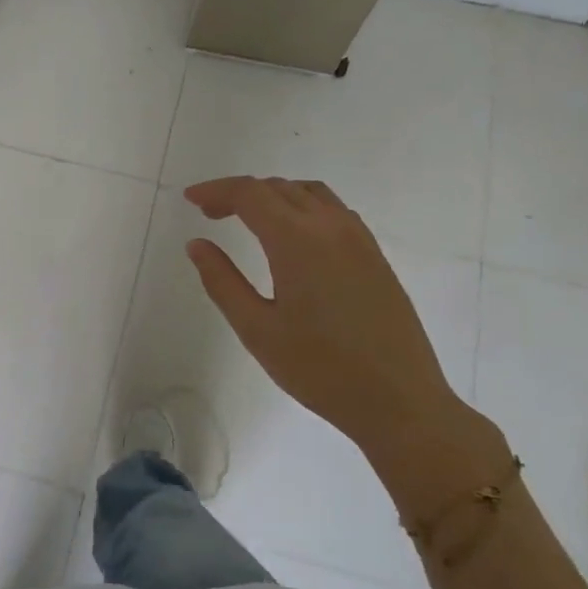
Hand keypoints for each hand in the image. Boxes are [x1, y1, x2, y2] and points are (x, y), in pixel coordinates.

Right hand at [182, 176, 471, 462]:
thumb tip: (197, 245)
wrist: (399, 400)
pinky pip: (334, 211)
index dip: (216, 190)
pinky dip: (302, 207)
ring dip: (273, 196)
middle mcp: (331, 227)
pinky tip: (291, 237)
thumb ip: (222, 281)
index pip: (250, 194)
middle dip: (239, 193)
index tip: (189, 199)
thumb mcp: (256, 329)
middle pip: (279, 188)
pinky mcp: (375, 256)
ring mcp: (360, 240)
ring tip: (247, 220)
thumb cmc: (319, 369)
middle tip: (209, 214)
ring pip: (310, 194)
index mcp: (298, 241)